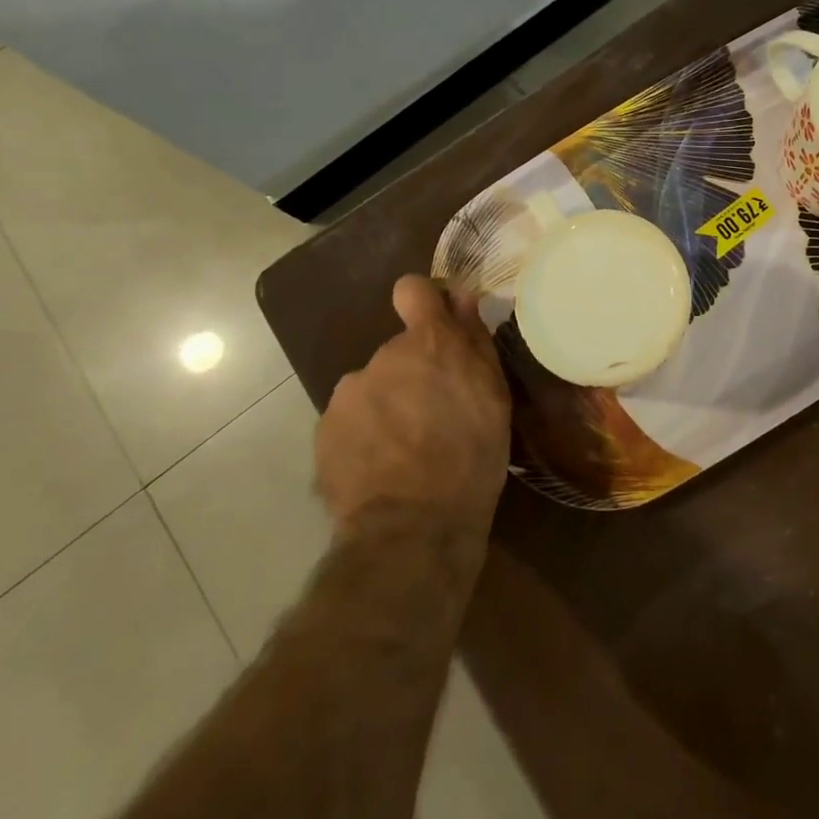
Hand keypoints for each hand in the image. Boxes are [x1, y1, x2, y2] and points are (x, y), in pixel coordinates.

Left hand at [315, 275, 511, 536]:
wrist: (412, 529)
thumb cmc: (470, 458)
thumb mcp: (492, 396)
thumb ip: (474, 339)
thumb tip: (461, 296)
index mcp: (428, 343)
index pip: (412, 289)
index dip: (422, 301)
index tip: (434, 324)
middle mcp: (383, 356)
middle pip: (397, 352)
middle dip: (411, 375)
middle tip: (432, 418)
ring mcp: (349, 393)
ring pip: (372, 388)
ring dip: (387, 406)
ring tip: (405, 450)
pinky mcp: (325, 429)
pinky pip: (350, 421)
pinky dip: (364, 436)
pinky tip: (381, 469)